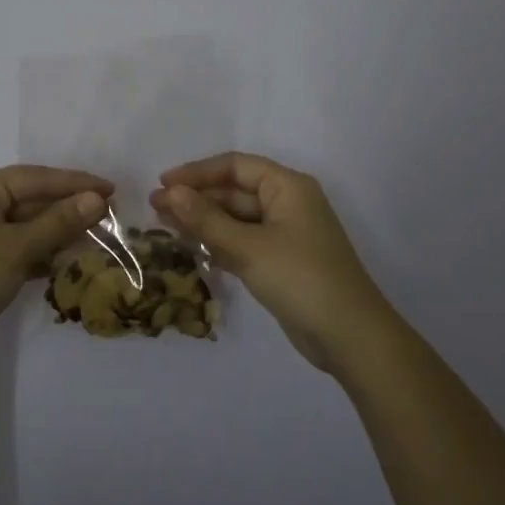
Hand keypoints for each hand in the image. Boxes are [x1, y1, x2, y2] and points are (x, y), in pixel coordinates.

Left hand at [0, 165, 112, 369]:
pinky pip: (14, 245)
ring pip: (24, 224)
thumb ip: (59, 222)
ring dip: (56, 231)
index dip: (76, 183)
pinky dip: (38, 251)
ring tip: (94, 237)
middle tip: (110, 215)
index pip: (37, 177)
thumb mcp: (17, 249)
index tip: (112, 189)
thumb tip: (96, 199)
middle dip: (68, 208)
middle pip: (31, 198)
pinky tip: (62, 261)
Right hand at [151, 152, 393, 371]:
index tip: (163, 184)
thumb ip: (207, 219)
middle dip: (196, 198)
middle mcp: (287, 203)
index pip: (235, 166)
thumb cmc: (301, 278)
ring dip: (203, 221)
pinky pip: (243, 242)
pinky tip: (191, 248)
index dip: (197, 172)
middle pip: (234, 191)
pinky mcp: (281, 262)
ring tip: (163, 225)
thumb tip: (170, 193)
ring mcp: (285, 234)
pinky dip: (218, 243)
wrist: (350, 337)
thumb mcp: (249, 247)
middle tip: (154, 208)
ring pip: (236, 219)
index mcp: (287, 186)